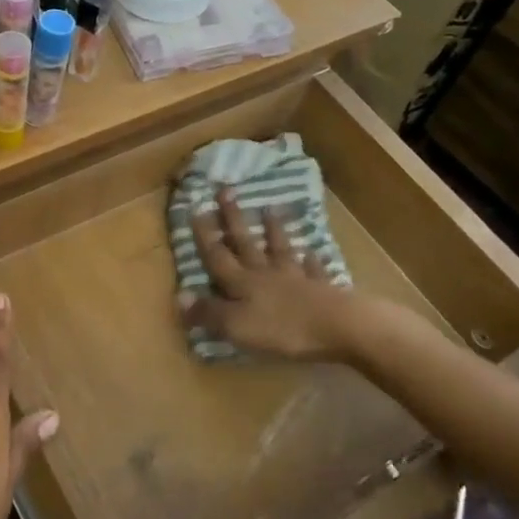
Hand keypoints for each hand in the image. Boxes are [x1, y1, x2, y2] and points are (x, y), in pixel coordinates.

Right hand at [179, 186, 362, 360]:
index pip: (217, 255)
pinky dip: (312, 261)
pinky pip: (314, 270)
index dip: (205, 235)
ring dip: (274, 230)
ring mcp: (296, 278)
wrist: (339, 326)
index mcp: (242, 283)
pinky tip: (313, 252)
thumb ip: (208, 312)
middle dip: (233, 218)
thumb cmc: (282, 328)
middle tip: (226, 190)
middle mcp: (265, 273)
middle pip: (246, 243)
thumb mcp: (236, 326)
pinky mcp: (322, 289)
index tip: (196, 207)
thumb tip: (179, 295)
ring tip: (270, 209)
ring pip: (280, 249)